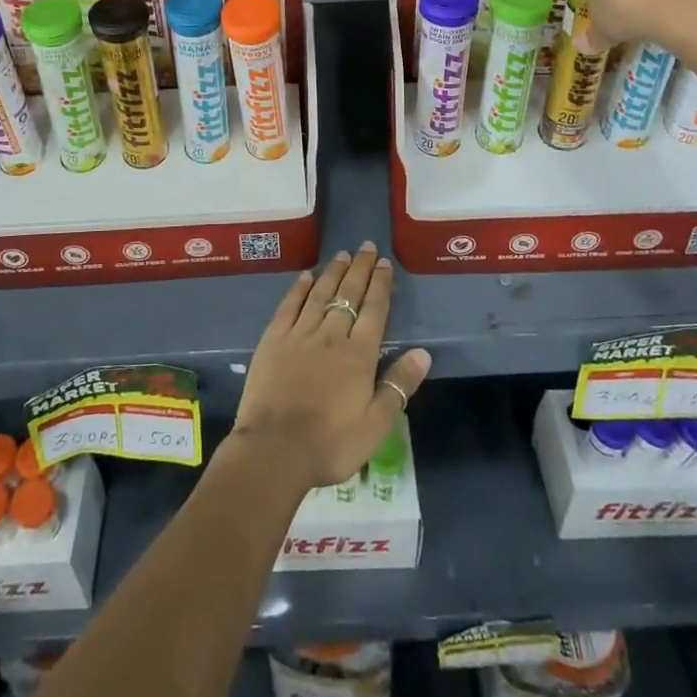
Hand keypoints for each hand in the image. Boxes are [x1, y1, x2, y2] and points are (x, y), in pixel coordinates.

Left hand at [229, 244, 431, 490]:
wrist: (274, 450)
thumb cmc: (331, 443)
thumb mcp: (376, 425)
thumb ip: (399, 386)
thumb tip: (422, 353)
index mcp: (359, 354)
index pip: (374, 310)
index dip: (381, 284)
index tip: (385, 263)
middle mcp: (331, 335)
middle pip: (349, 294)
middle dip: (360, 269)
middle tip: (367, 247)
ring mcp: (299, 334)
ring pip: (320, 294)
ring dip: (333, 272)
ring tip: (343, 254)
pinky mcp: (273, 340)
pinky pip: (289, 306)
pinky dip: (299, 289)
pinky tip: (306, 276)